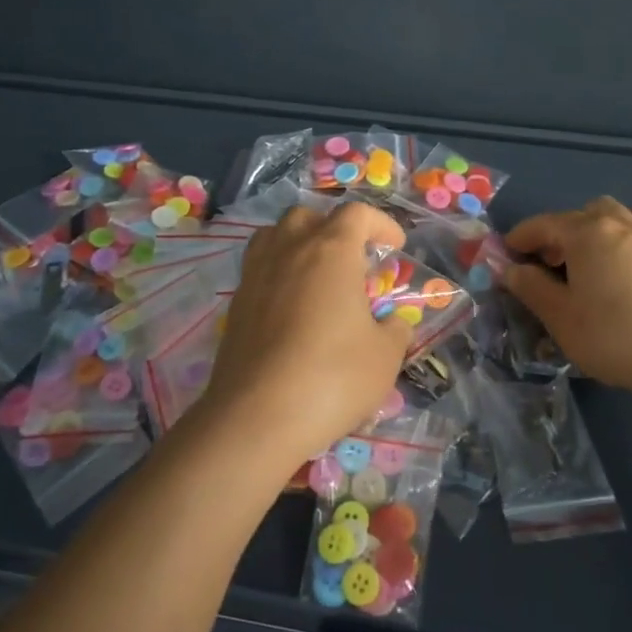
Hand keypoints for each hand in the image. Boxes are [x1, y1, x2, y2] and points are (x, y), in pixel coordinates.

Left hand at [198, 202, 412, 467]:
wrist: (256, 417)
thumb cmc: (332, 378)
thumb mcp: (385, 357)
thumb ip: (394, 330)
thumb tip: (393, 323)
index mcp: (331, 250)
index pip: (357, 214)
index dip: (381, 224)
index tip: (395, 246)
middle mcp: (290, 249)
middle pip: (309, 216)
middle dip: (334, 229)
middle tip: (352, 260)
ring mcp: (256, 274)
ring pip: (275, 235)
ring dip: (299, 244)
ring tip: (316, 275)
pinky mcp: (235, 303)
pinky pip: (259, 269)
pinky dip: (278, 274)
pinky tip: (291, 308)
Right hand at [504, 198, 631, 406]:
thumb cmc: (612, 334)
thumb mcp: (560, 316)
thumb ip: (531, 287)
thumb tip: (509, 269)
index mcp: (586, 232)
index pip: (543, 224)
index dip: (520, 238)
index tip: (505, 255)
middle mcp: (618, 224)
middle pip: (581, 214)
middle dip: (560, 232)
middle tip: (548, 264)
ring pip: (616, 216)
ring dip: (595, 230)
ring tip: (587, 261)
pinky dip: (624, 240)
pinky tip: (622, 268)